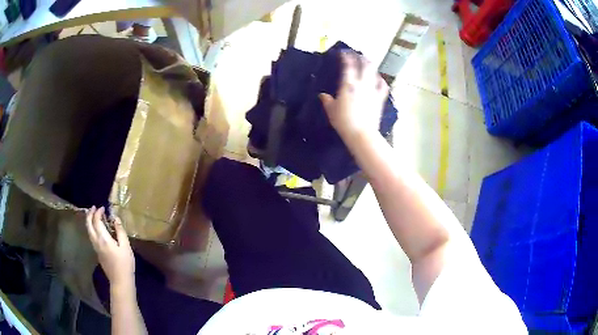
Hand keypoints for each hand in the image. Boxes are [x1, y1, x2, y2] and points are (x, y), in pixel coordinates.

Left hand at [86, 206, 134, 288]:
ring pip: (89, 231)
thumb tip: (115, 219)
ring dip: (90, 221)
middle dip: (90, 215)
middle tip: (93, 207)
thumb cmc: (125, 264)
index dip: (98, 212)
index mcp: (103, 239)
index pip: (96, 221)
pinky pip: (92, 236)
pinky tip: (98, 229)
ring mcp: (96, 248)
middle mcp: (96, 242)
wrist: (120, 281)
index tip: (103, 208)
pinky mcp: (98, 253)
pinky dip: (92, 229)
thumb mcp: (126, 247)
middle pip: (88, 225)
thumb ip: (120, 231)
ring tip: (94, 216)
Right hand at [319, 51, 388, 140]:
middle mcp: (362, 84)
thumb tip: (322, 95)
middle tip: (358, 55)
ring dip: (371, 66)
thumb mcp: (331, 111)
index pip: (348, 65)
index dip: (346, 56)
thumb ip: (327, 101)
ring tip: (368, 63)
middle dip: (361, 57)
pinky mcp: (379, 99)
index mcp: (348, 85)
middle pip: (365, 65)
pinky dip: (381, 80)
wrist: (361, 133)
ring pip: (374, 73)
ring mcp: (372, 90)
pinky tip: (379, 79)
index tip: (344, 52)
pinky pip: (383, 86)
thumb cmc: (344, 121)